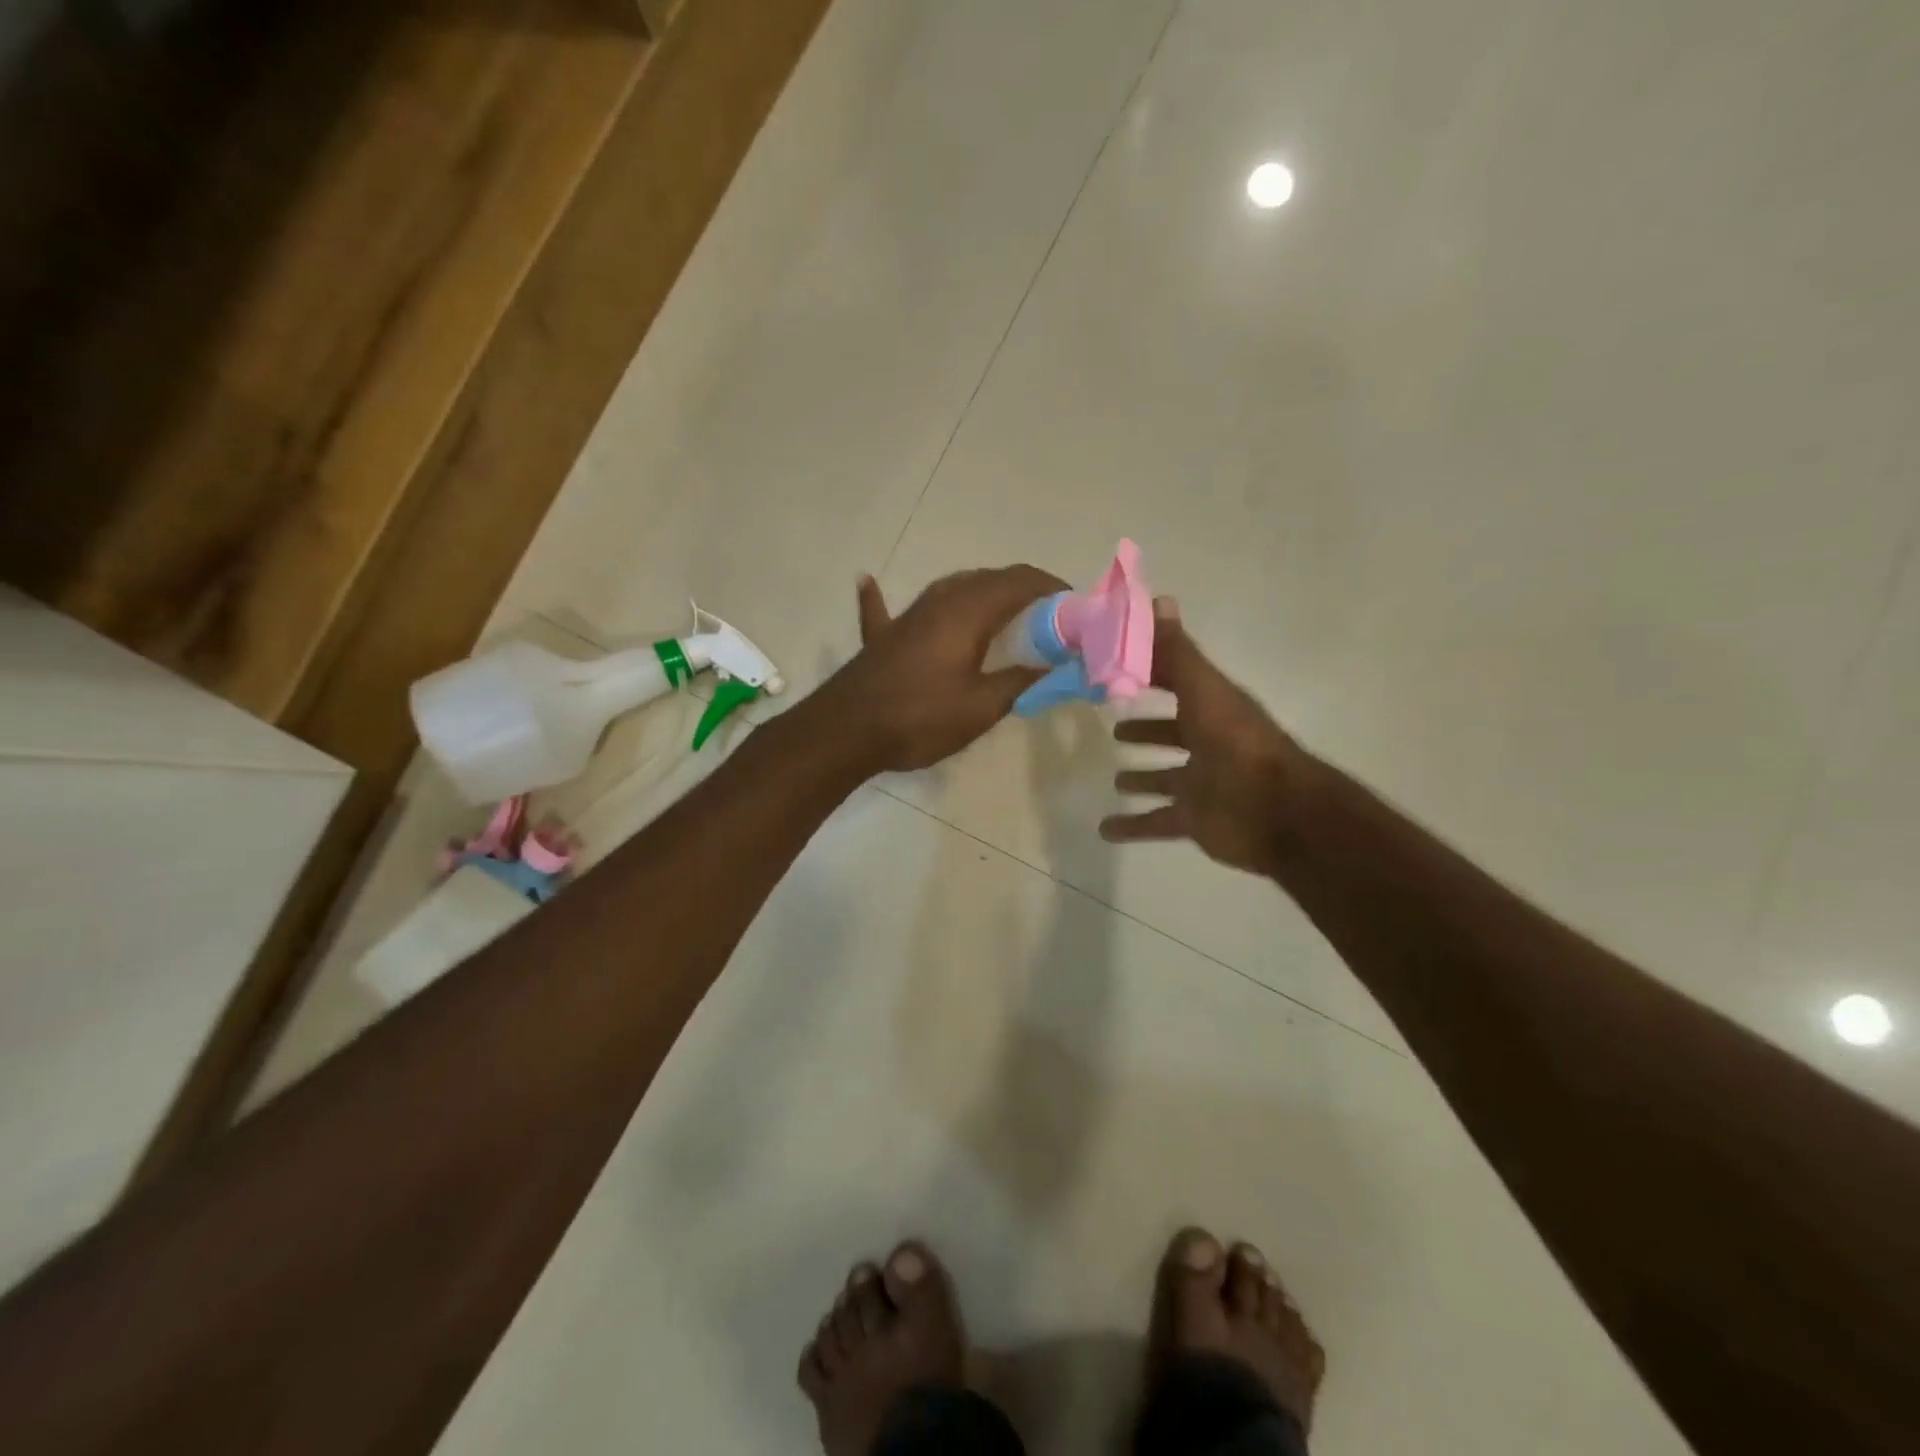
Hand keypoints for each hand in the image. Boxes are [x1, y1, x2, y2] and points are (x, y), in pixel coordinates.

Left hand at [818, 565, 1066, 772]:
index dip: (1052, 588)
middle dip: (1024, 592)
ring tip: (1006, 617)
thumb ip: (1020, 681)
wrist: (847, 731)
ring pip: (953, 589)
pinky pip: (885, 608)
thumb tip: (1054, 666)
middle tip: (1050, 621)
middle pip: (989, 580)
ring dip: (982, 595)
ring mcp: (907, 614)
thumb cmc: (921, 717)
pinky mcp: (883, 636)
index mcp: (968, 610)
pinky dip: (884, 597)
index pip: (1021, 581)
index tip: (1075, 608)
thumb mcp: (982, 707)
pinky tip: (867, 580)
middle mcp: (939, 600)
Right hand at [1099, 598, 1305, 876]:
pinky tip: (1105, 829)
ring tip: (1114, 777)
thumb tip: (1159, 599)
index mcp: (1210, 708)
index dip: (1148, 673)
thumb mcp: (1202, 689)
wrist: (1274, 810)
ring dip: (1141, 778)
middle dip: (1145, 729)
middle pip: (1169, 732)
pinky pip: (1155, 823)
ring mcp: (1200, 783)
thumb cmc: (1235, 742)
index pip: (1175, 682)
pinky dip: (1131, 827)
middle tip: (1113, 725)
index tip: (1114, 668)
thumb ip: (1177, 652)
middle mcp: (1205, 743)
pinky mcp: (1193, 819)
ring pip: (1164, 779)